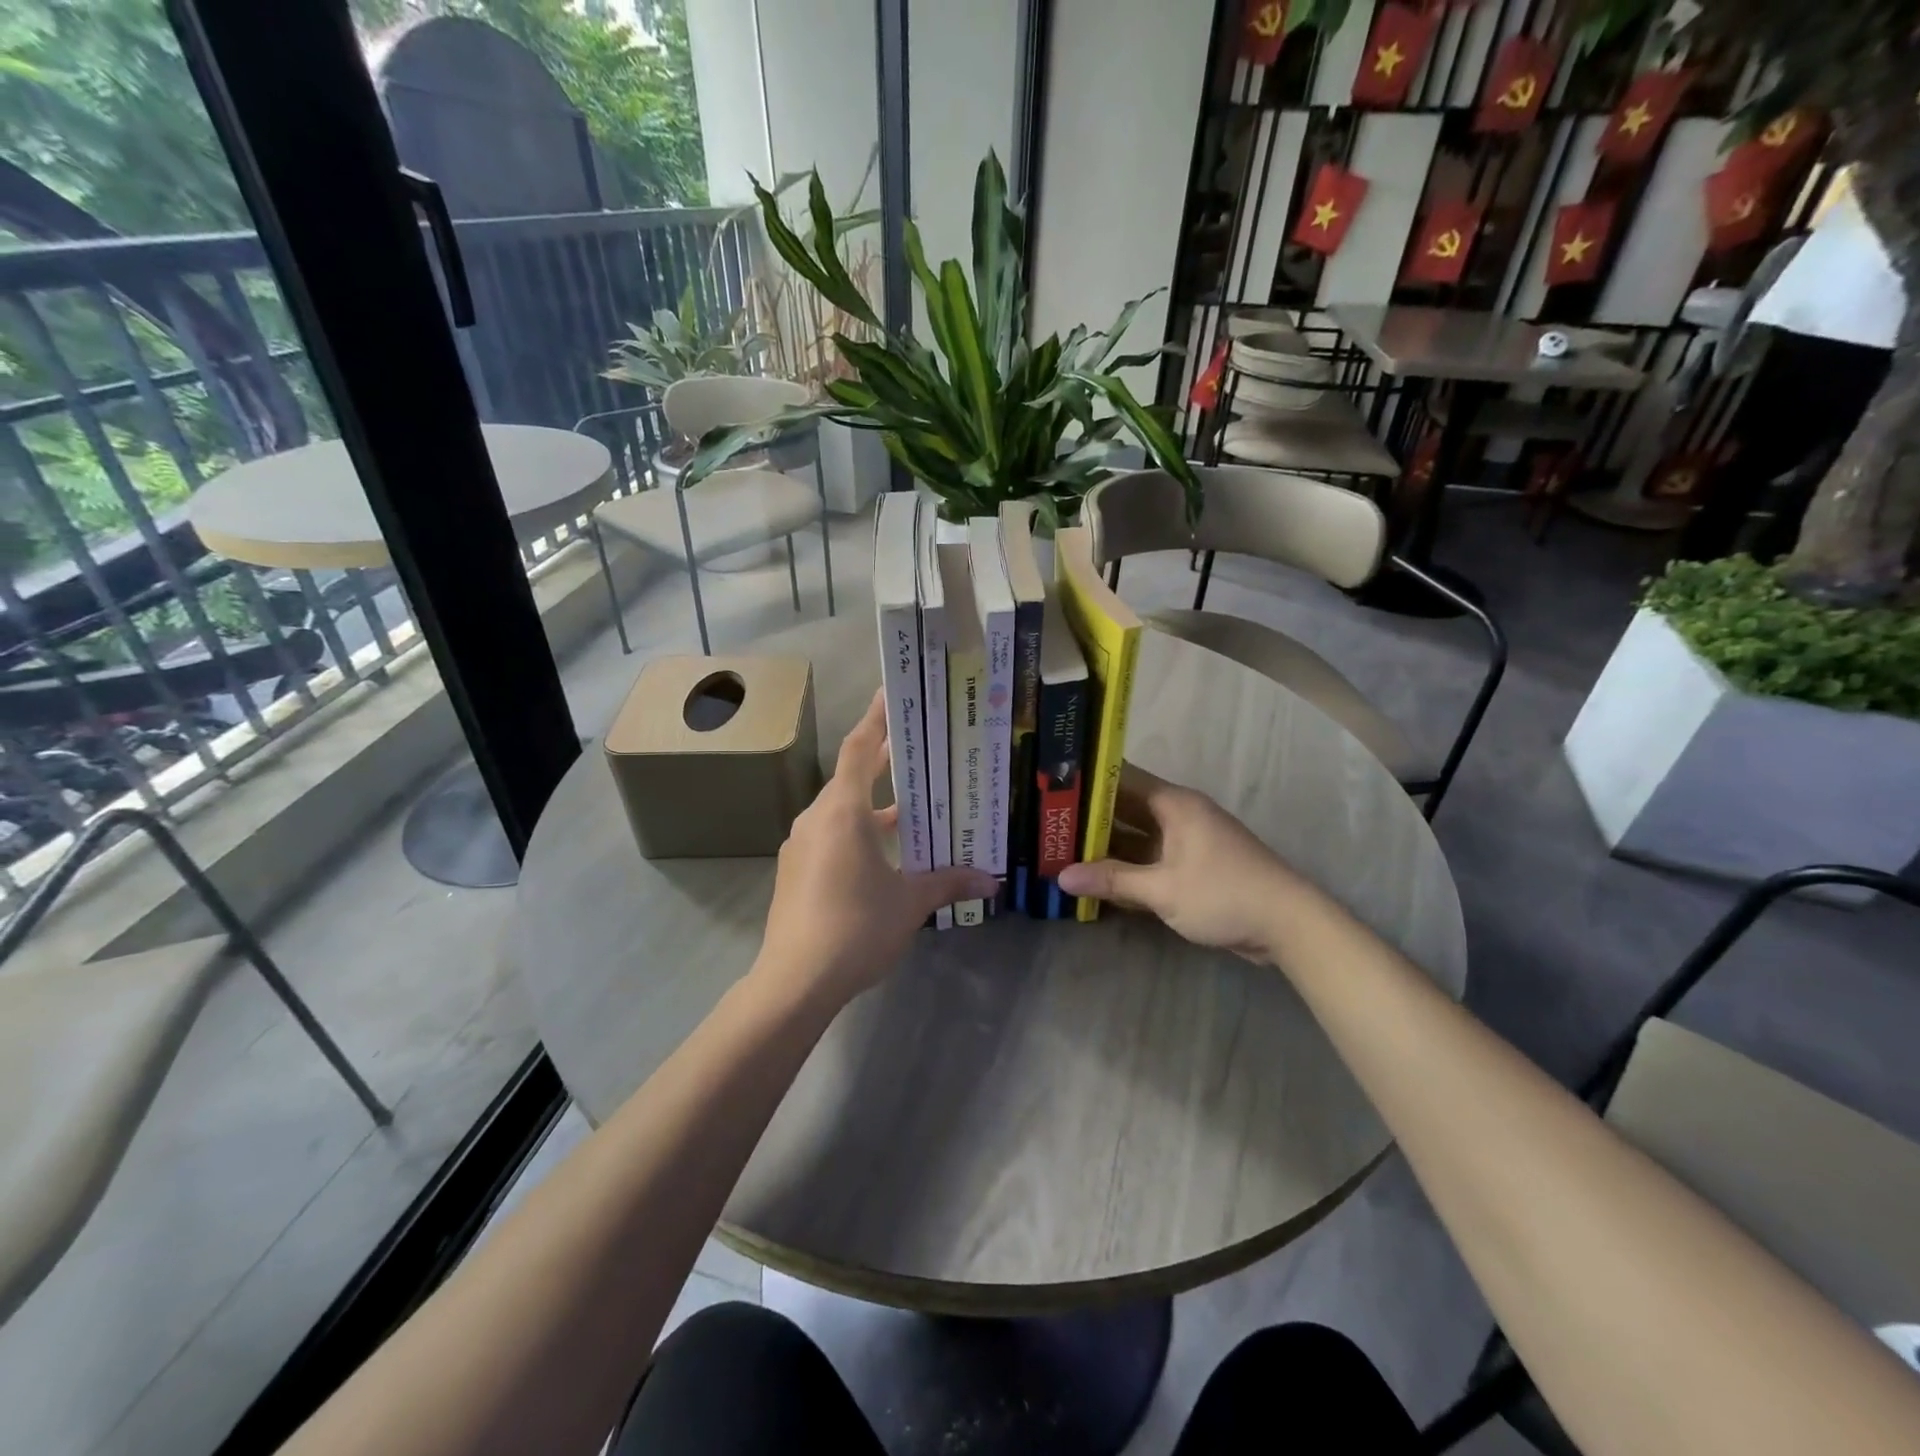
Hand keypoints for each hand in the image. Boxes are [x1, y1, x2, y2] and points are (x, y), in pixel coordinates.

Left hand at [756, 690, 995, 1007]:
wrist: (794, 981)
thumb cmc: (856, 928)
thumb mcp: (910, 903)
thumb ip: (949, 883)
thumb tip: (992, 881)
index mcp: (843, 812)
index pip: (858, 748)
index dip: (876, 719)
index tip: (891, 694)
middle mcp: (817, 818)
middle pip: (850, 776)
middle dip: (881, 760)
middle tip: (917, 747)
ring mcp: (801, 845)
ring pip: (840, 810)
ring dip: (872, 804)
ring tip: (911, 806)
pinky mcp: (795, 871)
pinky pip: (830, 835)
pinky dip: (857, 832)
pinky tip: (883, 854)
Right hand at [1057, 765, 1302, 960]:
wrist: (1288, 924)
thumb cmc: (1223, 894)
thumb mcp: (1162, 889)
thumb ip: (1112, 879)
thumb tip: (1061, 877)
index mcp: (1173, 804)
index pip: (1121, 778)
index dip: (1087, 781)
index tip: (1051, 786)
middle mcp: (1179, 814)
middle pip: (1125, 808)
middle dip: (1089, 817)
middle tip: (1046, 822)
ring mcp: (1187, 840)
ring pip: (1136, 836)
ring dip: (1106, 844)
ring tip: (1061, 848)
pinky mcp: (1192, 865)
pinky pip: (1150, 857)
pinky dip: (1127, 865)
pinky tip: (1097, 877)